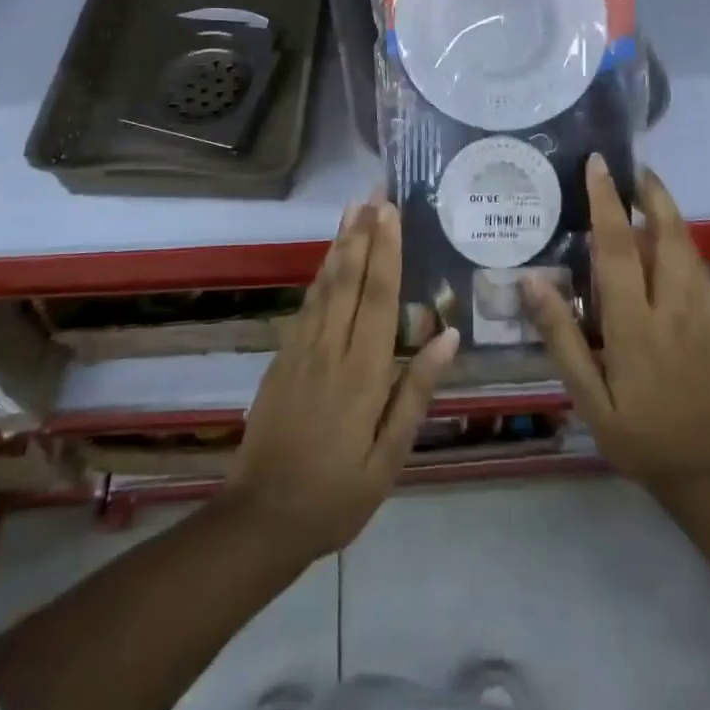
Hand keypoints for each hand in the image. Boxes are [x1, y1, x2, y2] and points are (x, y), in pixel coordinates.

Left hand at [223, 198, 458, 560]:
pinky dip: (320, 273)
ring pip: (324, 284)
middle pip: (348, 278)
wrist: (261, 518)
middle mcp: (330, 349)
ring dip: (340, 242)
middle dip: (362, 232)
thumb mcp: (389, 456)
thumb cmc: (337, 494)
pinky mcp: (282, 356)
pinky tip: (328, 257)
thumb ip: (415, 391)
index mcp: (362, 373)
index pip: (378, 297)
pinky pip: (306, 303)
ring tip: (352, 208)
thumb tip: (448, 337)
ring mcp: (300, 349)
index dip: (386, 250)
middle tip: (373, 192)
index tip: (391, 212)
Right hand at [523, 156, 709, 494]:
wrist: (707, 473)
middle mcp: (672, 308)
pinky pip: (700, 267)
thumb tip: (532, 280)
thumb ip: (561, 337)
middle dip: (651, 193)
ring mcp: (700, 313)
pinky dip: (684, 239)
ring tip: (648, 188)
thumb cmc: (637, 435)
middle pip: (667, 235)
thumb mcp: (587, 397)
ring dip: (669, 211)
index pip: (618, 249)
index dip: (606, 202)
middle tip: (632, 166)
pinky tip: (671, 235)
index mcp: (635, 325)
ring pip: (688, 247)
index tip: (598, 165)